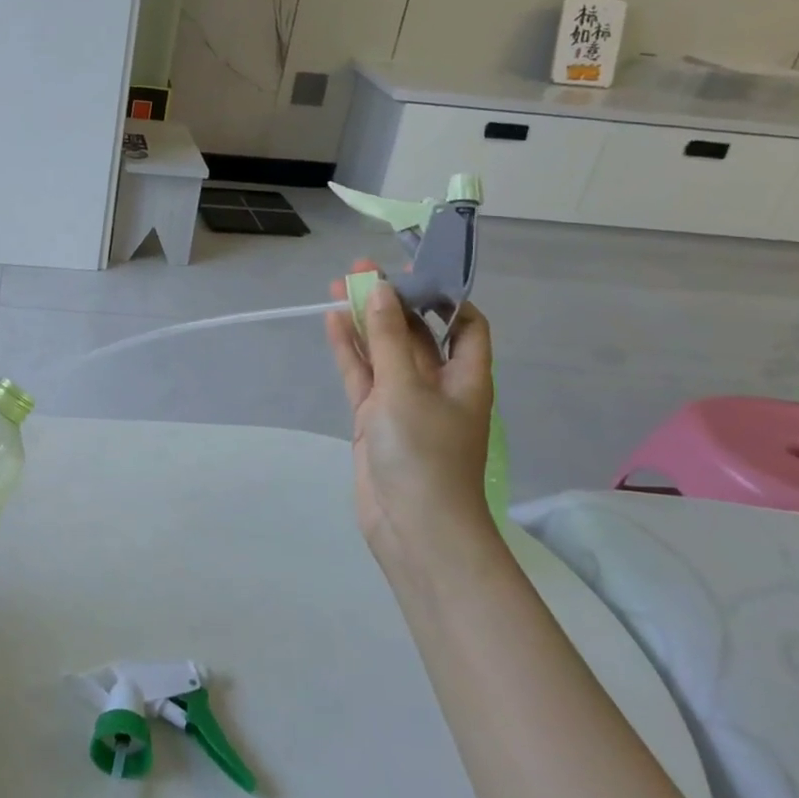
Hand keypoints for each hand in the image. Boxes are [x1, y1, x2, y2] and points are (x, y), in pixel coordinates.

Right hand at [325, 260, 495, 559]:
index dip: (442, 297)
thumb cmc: (424, 452)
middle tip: (359, 270)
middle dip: (391, 302)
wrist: (414, 527)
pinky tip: (333, 322)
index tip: (411, 273)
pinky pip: (362, 374)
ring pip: (383, 351)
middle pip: (415, 333)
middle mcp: (437, 384)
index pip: (464, 325)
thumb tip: (381, 288)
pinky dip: (350, 350)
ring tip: (338, 286)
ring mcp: (402, 401)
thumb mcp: (405, 387)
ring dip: (365, 321)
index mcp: (465, 376)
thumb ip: (388, 337)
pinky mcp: (375, 418)